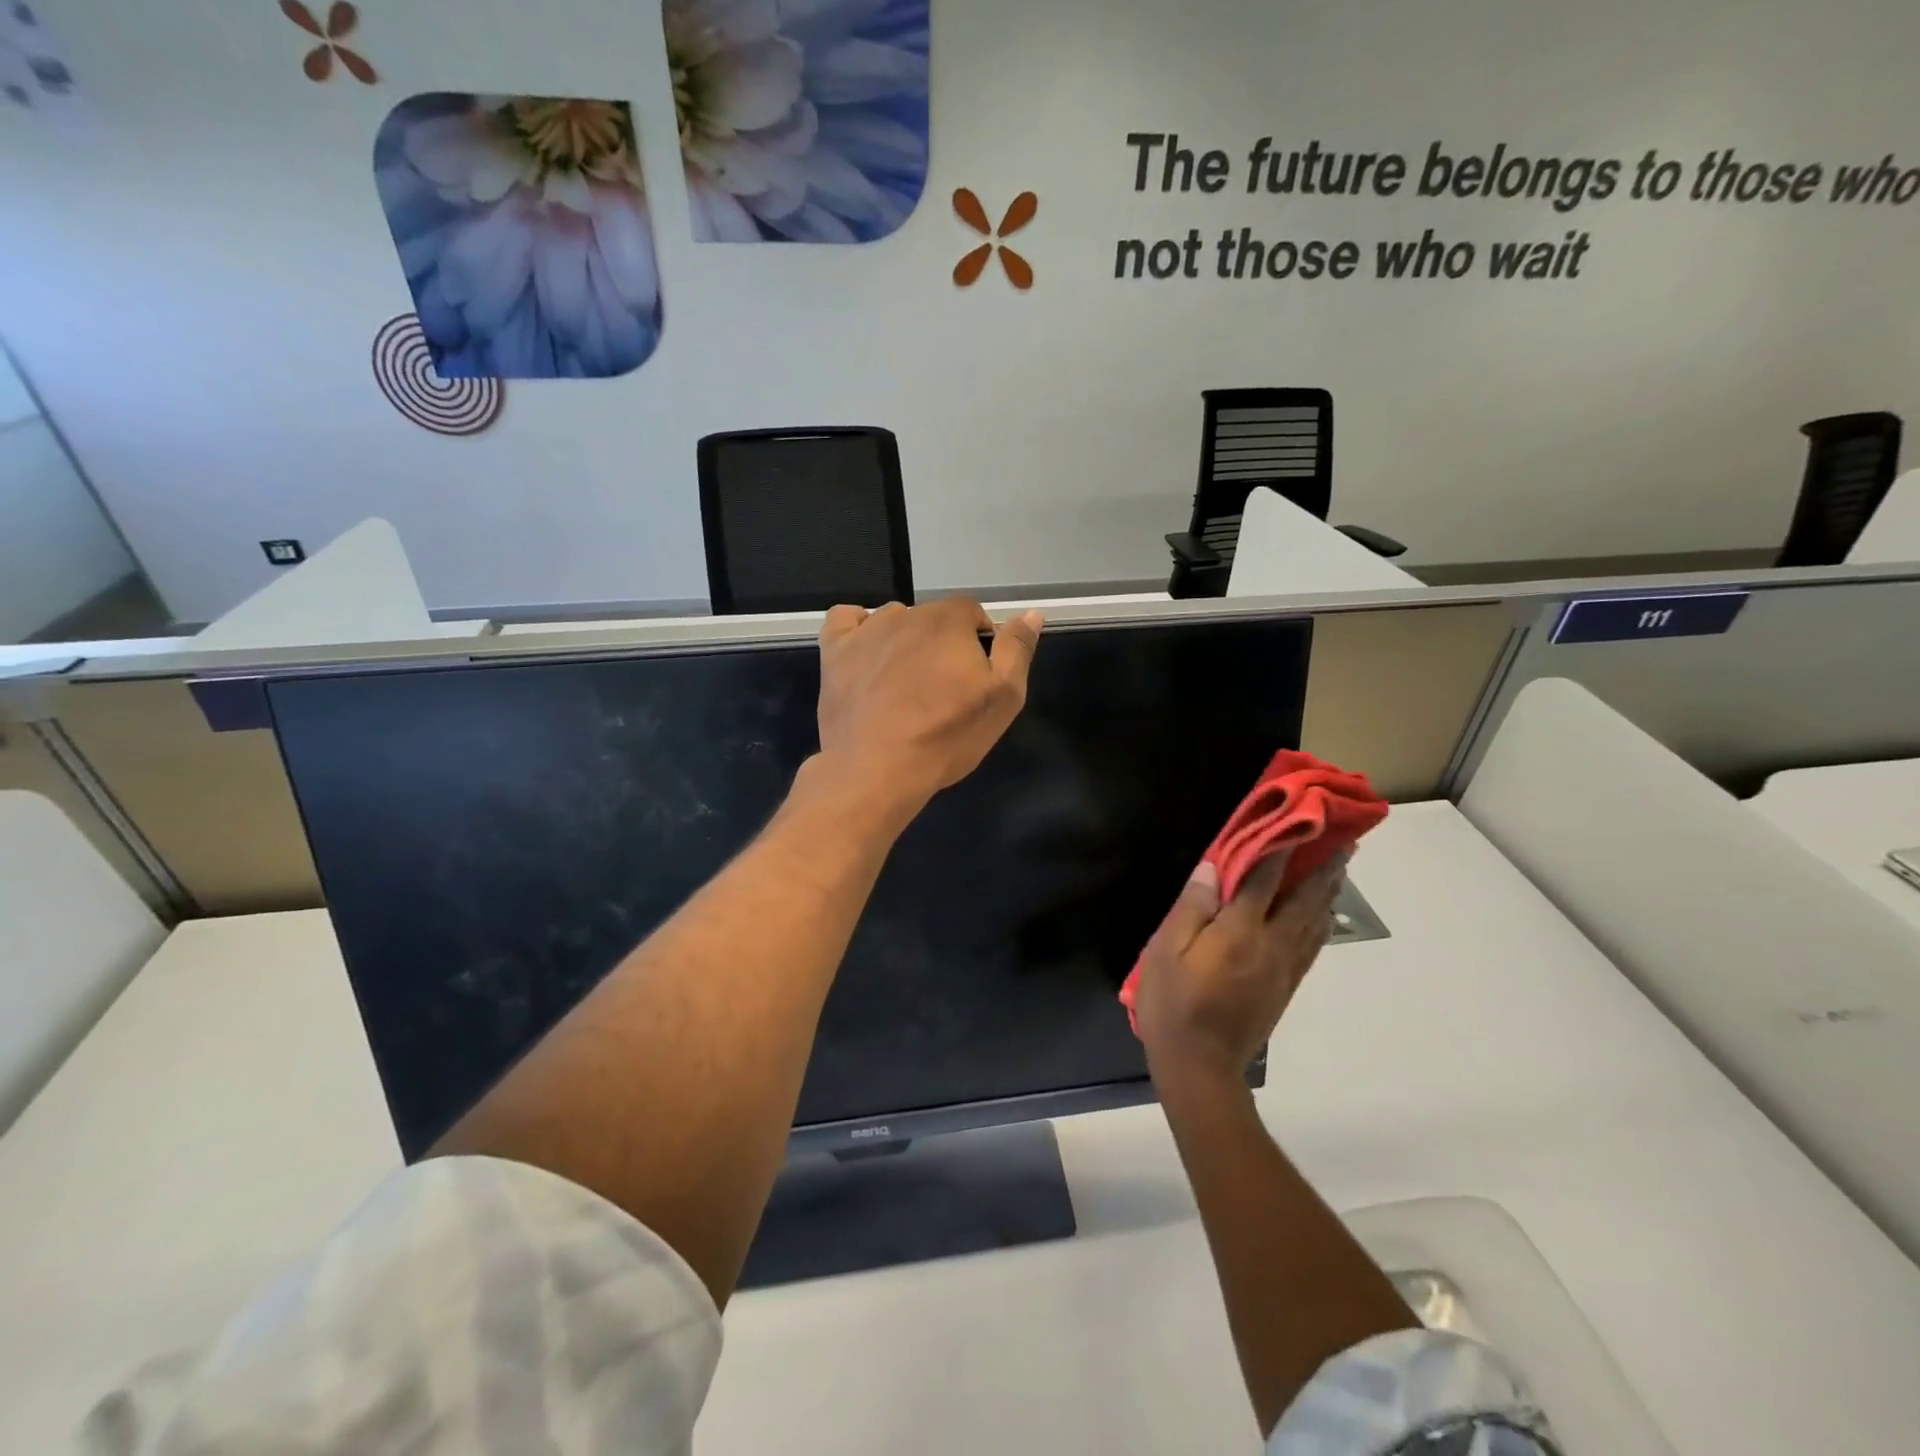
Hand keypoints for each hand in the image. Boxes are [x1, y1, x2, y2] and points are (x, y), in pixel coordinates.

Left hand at [814, 597, 1042, 815]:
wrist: (876, 770)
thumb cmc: (946, 737)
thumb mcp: (1002, 699)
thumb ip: (1017, 651)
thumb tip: (1031, 614)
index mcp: (949, 620)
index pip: (972, 613)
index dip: (978, 642)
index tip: (974, 677)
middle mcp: (907, 614)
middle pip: (932, 618)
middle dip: (942, 644)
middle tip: (941, 690)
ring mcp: (866, 631)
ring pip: (893, 621)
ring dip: (904, 641)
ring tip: (903, 684)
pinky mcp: (834, 651)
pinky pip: (845, 620)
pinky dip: (857, 630)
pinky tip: (865, 653)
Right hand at [1133, 853, 1345, 1084]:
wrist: (1201, 1067)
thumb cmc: (1173, 1005)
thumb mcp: (1165, 953)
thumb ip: (1191, 908)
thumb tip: (1212, 868)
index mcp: (1239, 932)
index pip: (1263, 878)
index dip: (1278, 846)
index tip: (1293, 817)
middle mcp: (1271, 944)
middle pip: (1304, 897)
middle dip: (1322, 865)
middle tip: (1341, 837)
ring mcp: (1284, 967)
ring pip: (1314, 920)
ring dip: (1329, 889)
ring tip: (1342, 865)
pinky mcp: (1287, 985)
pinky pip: (1313, 944)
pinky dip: (1323, 920)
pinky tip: (1325, 911)